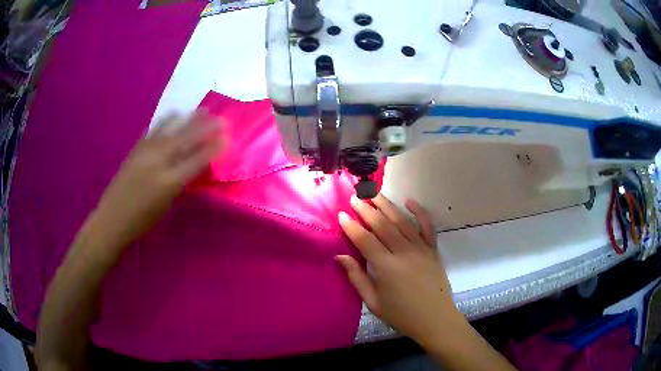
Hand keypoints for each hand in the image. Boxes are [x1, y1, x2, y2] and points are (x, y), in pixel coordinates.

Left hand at [93, 109, 224, 245]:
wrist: (112, 217)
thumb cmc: (142, 220)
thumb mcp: (166, 205)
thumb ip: (180, 182)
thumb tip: (193, 165)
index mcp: (169, 182)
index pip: (197, 160)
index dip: (213, 148)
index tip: (227, 137)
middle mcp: (158, 161)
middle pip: (186, 139)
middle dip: (205, 127)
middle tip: (221, 118)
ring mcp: (145, 151)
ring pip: (170, 128)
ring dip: (188, 118)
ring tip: (200, 110)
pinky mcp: (136, 148)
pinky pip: (154, 129)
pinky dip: (166, 121)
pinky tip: (173, 115)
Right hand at [336, 194, 460, 346]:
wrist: (435, 319)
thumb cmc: (401, 314)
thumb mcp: (373, 302)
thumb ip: (357, 277)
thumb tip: (339, 256)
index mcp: (387, 268)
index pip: (365, 240)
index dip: (351, 226)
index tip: (341, 214)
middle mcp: (404, 253)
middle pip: (382, 225)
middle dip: (366, 210)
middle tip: (354, 198)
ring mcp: (421, 249)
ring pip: (402, 221)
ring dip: (387, 206)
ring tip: (374, 194)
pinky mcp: (433, 250)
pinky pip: (427, 226)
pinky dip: (419, 211)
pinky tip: (410, 201)